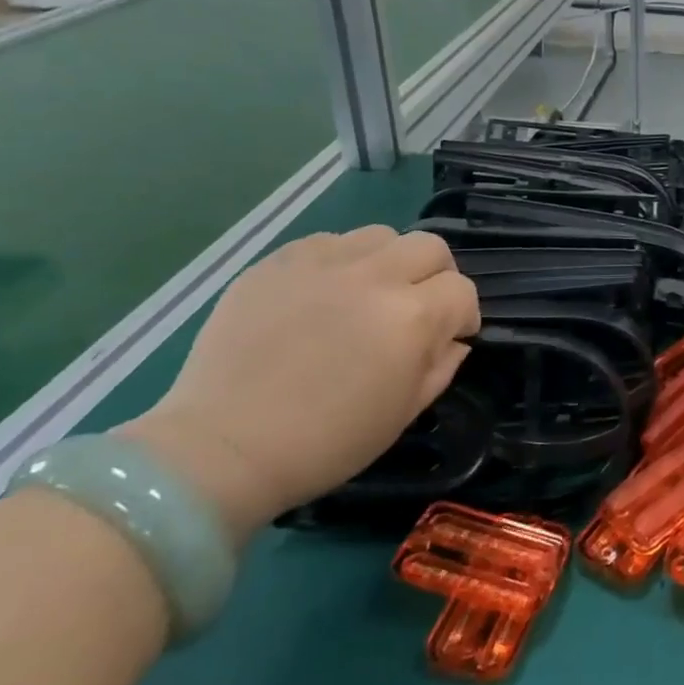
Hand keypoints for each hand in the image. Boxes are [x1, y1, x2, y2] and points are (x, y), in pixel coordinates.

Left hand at [120, 227, 479, 543]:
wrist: (220, 449)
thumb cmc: (324, 442)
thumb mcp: (403, 413)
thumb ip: (441, 366)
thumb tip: (453, 339)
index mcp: (411, 318)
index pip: (462, 291)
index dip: (464, 315)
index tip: (451, 336)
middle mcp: (375, 277)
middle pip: (430, 247)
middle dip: (436, 276)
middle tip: (417, 306)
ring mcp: (323, 264)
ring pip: (381, 235)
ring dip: (389, 261)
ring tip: (368, 293)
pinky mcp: (278, 262)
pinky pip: (328, 242)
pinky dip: (340, 261)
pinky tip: (324, 293)